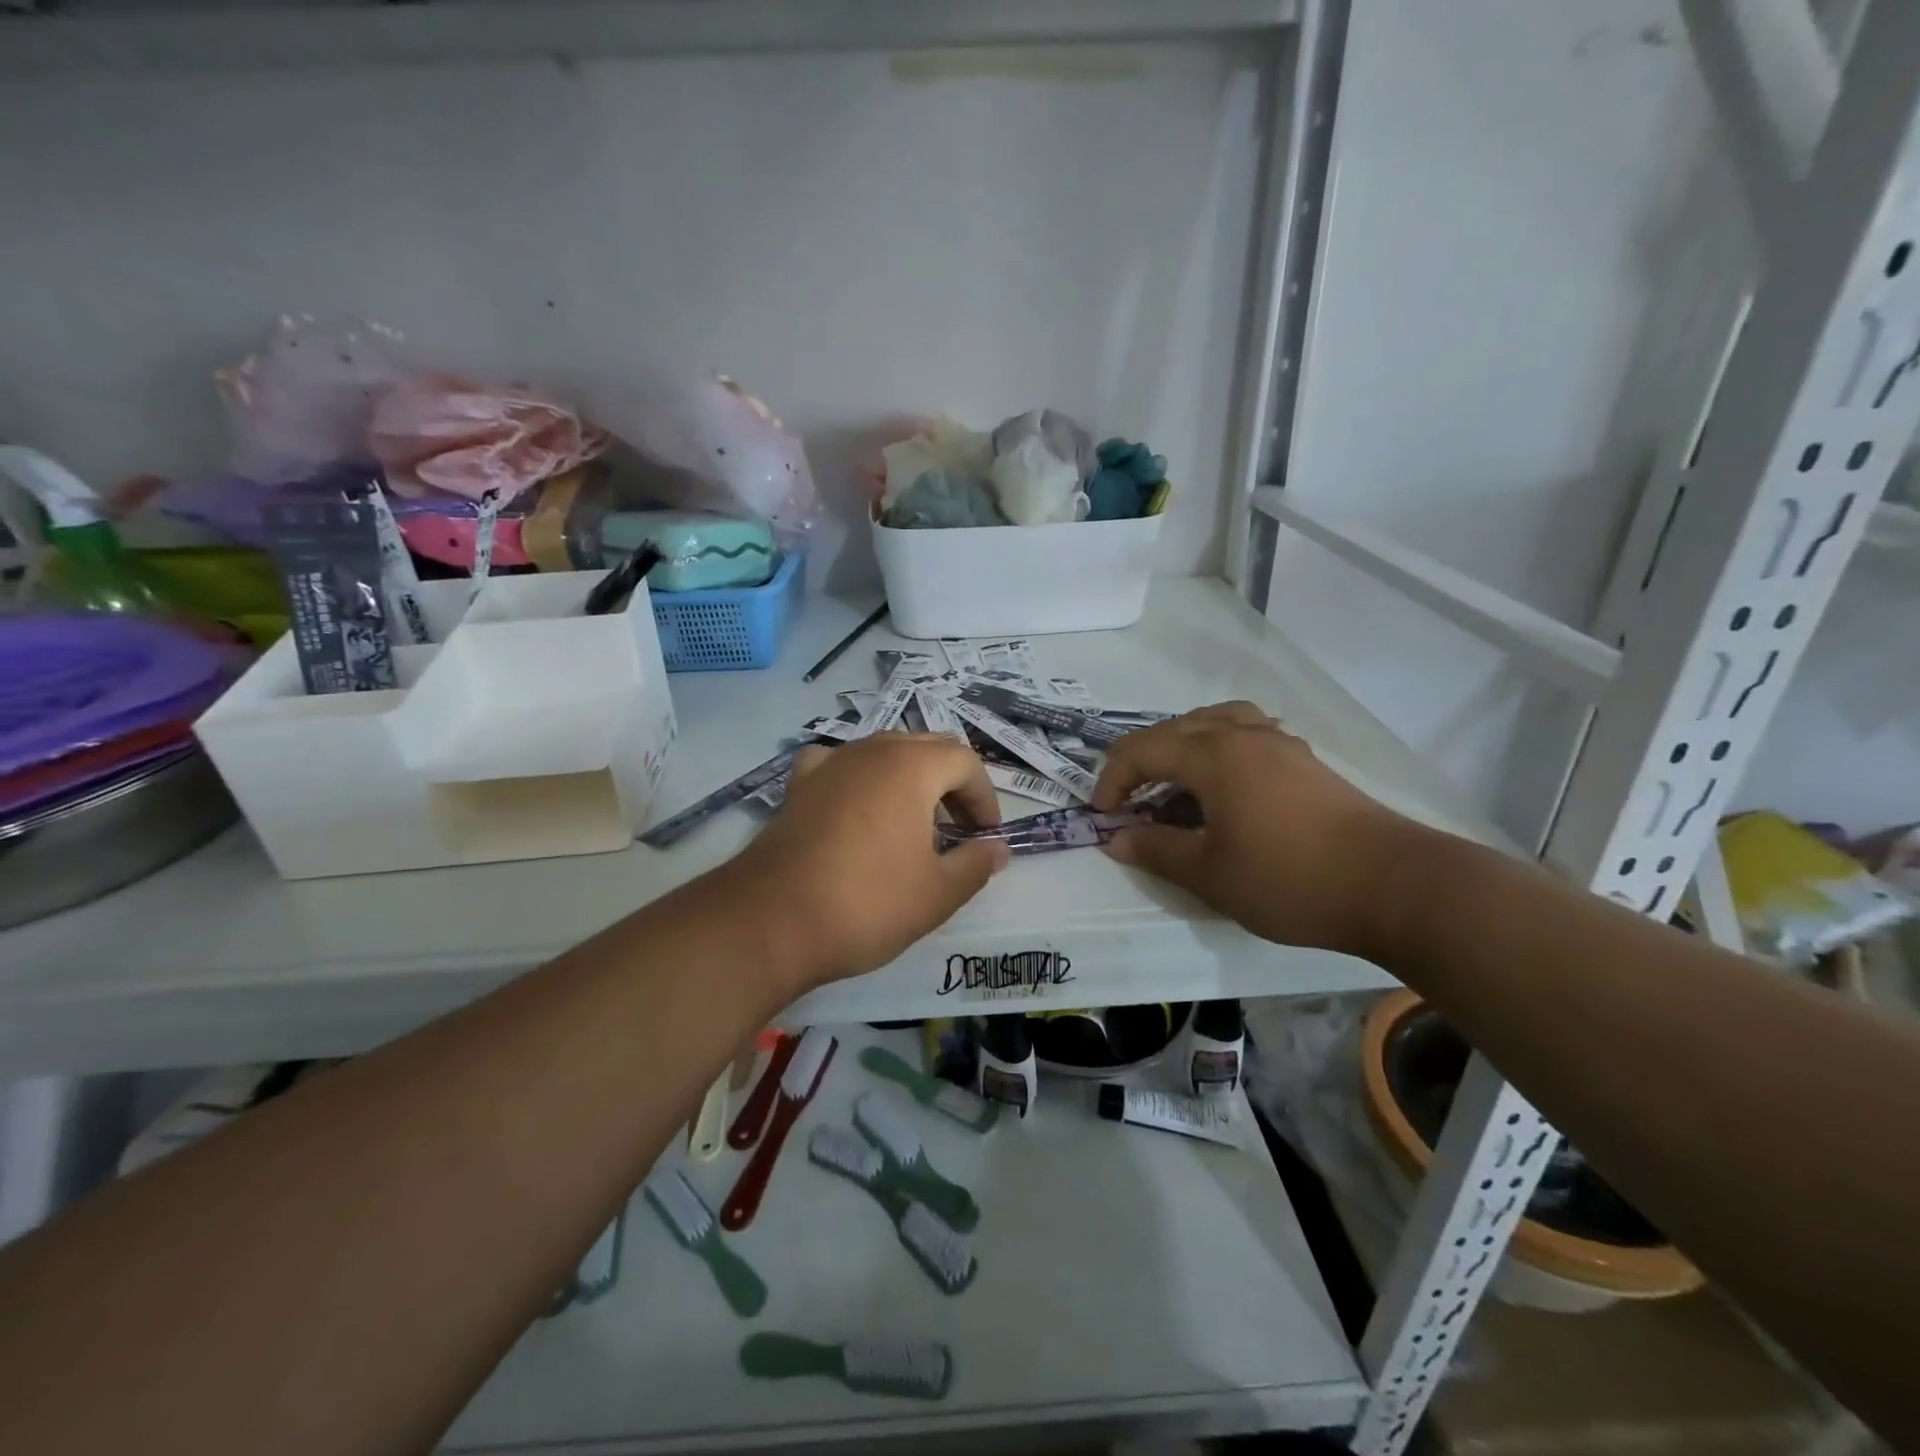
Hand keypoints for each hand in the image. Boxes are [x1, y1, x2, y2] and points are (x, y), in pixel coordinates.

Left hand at [729, 735, 1011, 988]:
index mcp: (911, 766)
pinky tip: (856, 807)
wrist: (771, 920)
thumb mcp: (937, 894)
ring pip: (883, 753)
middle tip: (958, 830)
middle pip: (927, 748)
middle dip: (951, 784)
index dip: (984, 797)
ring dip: (909, 781)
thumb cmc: (867, 903)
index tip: (985, 837)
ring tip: (912, 825)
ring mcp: (830, 764)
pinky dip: (859, 780)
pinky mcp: (798, 786)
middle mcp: (870, 750)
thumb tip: (998, 849)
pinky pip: (839, 766)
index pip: (965, 761)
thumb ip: (976, 865)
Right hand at [1092, 702, 1418, 957]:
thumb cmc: (1289, 879)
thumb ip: (1156, 850)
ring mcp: (1280, 744)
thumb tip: (1115, 839)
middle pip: (1175, 730)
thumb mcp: (1209, 873)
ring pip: (1215, 722)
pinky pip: (1246, 734)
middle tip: (1130, 802)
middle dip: (1141, 762)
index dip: (1113, 780)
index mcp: (1213, 755)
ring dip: (1182, 746)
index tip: (1103, 817)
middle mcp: (1243, 735)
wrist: (1394, 886)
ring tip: (1175, 781)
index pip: (1142, 750)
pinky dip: (1219, 749)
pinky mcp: (1305, 761)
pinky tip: (1226, 784)